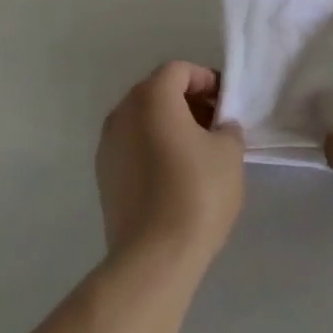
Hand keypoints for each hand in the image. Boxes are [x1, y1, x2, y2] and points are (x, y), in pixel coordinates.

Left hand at [96, 62, 244, 267]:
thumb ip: (227, 128)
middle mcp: (123, 111)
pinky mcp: (104, 178)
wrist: (152, 261)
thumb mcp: (229, 153)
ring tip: (198, 154)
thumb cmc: (195, 193)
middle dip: (189, 103)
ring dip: (171, 127)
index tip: (226, 105)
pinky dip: (154, 150)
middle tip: (216, 126)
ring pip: (144, 121)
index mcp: (151, 96)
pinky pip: (133, 148)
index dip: (206, 81)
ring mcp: (108, 145)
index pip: (180, 71)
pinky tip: (175, 178)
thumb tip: (220, 129)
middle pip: (159, 92)